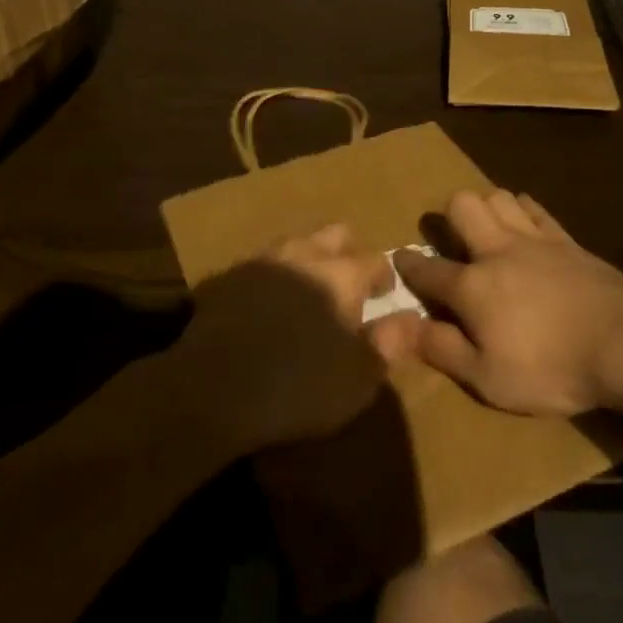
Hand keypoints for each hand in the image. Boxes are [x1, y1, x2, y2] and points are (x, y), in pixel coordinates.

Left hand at [177, 224, 420, 450]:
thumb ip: (389, 344)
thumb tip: (412, 318)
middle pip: (336, 234)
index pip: (375, 260)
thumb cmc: (296, 388)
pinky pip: (263, 265)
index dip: (384, 277)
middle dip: (349, 252)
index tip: (386, 294)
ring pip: (297, 243)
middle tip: (350, 284)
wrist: (211, 389)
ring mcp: (263, 261)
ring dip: (310, 259)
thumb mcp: (357, 380)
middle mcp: (305, 254)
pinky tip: (269, 304)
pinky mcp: (230, 275)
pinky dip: (275, 276)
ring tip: (310, 291)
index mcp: (341, 275)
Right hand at [394, 189, 622, 415]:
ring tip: (488, 230)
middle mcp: (496, 251)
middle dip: (448, 218)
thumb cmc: (550, 367)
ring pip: (497, 196)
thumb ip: (439, 348)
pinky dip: (523, 209)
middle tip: (453, 241)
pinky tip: (524, 221)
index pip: (428, 270)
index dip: (409, 267)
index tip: (399, 260)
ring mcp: (533, 240)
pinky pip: (535, 208)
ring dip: (486, 207)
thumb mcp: (487, 377)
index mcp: (472, 287)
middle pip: (461, 207)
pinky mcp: (565, 239)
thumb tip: (391, 328)